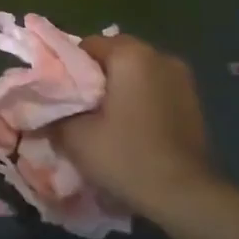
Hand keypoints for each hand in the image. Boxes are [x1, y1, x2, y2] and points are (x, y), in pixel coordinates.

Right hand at [47, 34, 213, 217]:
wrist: (184, 194)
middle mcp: (160, 56)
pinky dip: (141, 102)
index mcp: (131, 55)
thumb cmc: (126, 156)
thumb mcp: (76, 137)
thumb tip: (44, 111)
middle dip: (96, 78)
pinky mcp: (194, 101)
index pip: (89, 45)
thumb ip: (54, 115)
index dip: (69, 68)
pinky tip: (133, 130)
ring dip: (121, 89)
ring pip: (138, 74)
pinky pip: (157, 90)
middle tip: (80, 109)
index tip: (61, 95)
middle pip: (116, 57)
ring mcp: (183, 78)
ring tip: (106, 121)